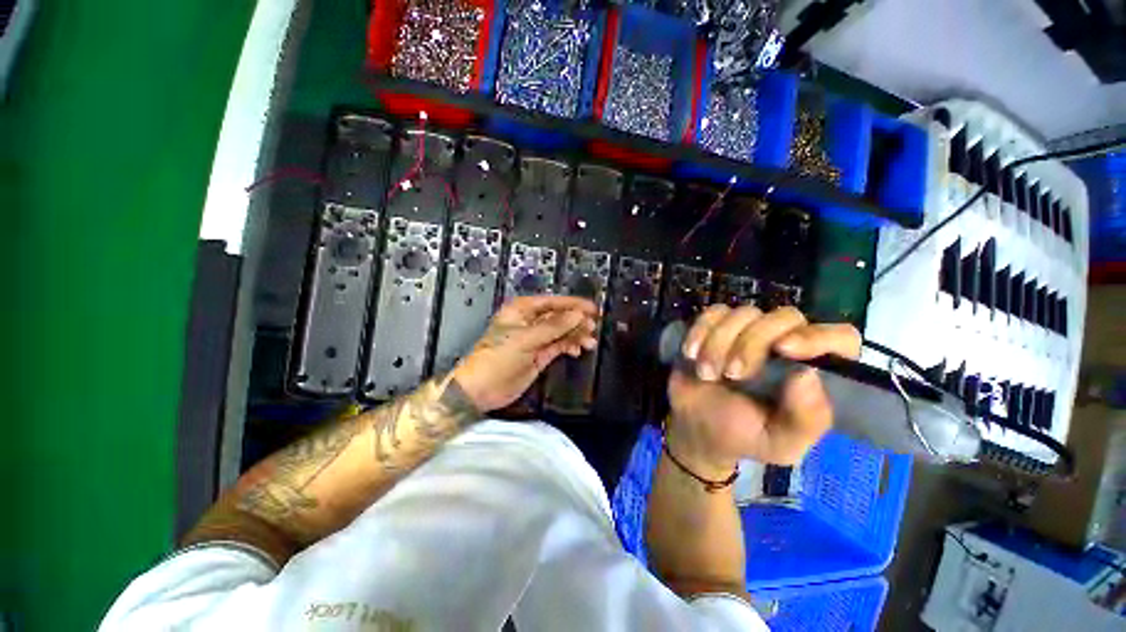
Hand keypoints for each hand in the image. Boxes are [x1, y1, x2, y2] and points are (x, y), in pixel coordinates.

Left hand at [452, 295, 598, 411]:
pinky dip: (570, 346)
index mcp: (522, 311)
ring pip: (562, 332)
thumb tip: (577, 314)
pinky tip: (578, 349)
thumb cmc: (496, 358)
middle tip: (593, 326)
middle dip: (577, 321)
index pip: (553, 302)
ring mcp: (536, 339)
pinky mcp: (540, 354)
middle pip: (559, 316)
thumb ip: (553, 327)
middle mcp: (530, 322)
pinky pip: (559, 345)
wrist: (482, 389)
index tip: (592, 309)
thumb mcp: (526, 339)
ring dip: (576, 335)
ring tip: (589, 342)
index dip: (573, 305)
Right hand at [666, 305, 860, 474]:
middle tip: (732, 375)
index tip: (785, 349)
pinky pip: (713, 313)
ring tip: (706, 374)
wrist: (697, 427)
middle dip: (752, 344)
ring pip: (744, 313)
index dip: (818, 337)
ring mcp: (748, 332)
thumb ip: (804, 419)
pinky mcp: (717, 327)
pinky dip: (700, 331)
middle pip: (785, 317)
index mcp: (812, 372)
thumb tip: (808, 374)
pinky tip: (691, 354)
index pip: (840, 339)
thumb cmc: (744, 436)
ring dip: (719, 343)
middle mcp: (784, 345)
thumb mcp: (780, 443)